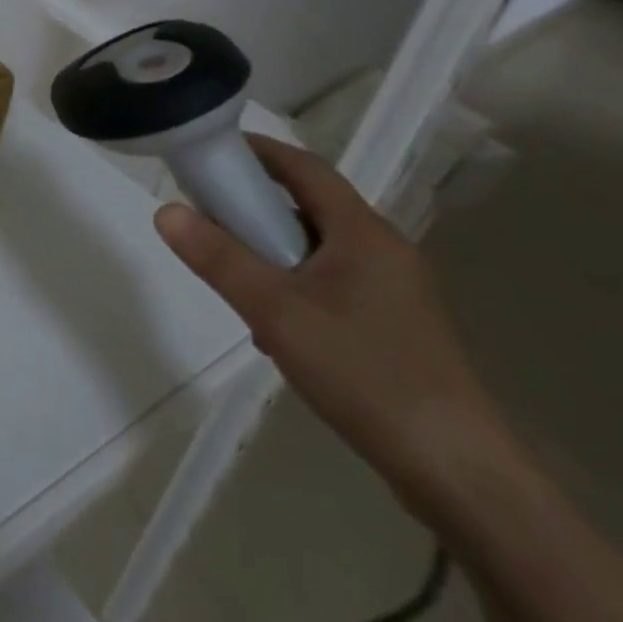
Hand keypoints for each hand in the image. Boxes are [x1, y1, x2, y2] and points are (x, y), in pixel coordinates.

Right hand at [154, 134, 519, 517]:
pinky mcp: (395, 327)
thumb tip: (166, 210)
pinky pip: (333, 285)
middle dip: (256, 209)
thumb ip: (218, 258)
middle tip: (208, 221)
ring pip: (319, 250)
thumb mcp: (275, 310)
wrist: (456, 470)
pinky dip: (295, 287)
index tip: (211, 151)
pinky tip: (275, 329)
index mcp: (364, 233)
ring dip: (273, 254)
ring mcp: (395, 291)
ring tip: (236, 284)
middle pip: (310, 208)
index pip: (306, 168)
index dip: (259, 152)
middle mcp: (384, 251)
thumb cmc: (363, 372)